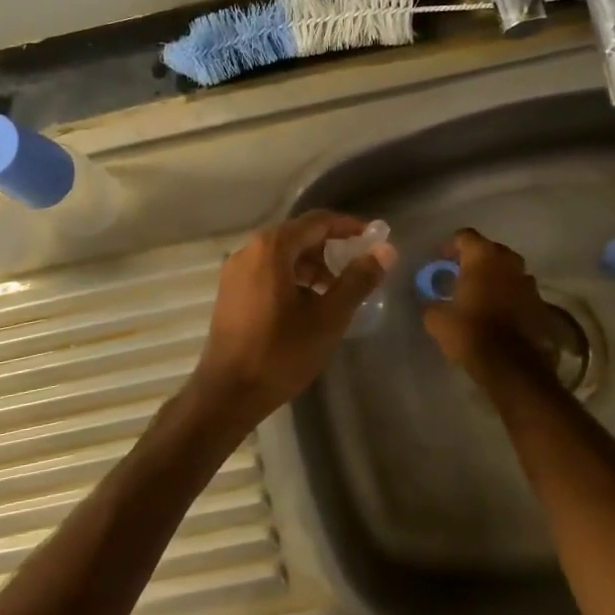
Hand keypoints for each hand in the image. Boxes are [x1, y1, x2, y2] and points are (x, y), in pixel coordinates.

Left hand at [188, 211, 397, 424]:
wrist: (228, 392)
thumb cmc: (281, 353)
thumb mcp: (328, 317)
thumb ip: (358, 280)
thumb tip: (386, 251)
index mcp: (272, 248)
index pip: (318, 221)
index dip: (349, 227)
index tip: (374, 240)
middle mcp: (250, 249)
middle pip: (299, 235)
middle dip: (331, 249)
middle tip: (358, 270)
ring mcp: (235, 270)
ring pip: (283, 255)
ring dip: (312, 266)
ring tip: (336, 292)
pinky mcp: (231, 290)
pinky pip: (268, 271)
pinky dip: (292, 277)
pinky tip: (308, 305)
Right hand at [420, 228, 554, 376]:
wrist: (512, 366)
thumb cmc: (470, 332)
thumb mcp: (436, 319)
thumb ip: (429, 301)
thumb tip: (427, 299)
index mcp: (483, 257)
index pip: (464, 236)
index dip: (450, 246)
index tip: (440, 261)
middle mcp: (510, 261)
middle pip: (489, 250)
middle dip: (474, 261)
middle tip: (459, 277)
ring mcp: (529, 282)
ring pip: (507, 271)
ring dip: (494, 278)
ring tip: (480, 296)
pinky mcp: (541, 304)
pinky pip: (519, 292)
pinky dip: (508, 297)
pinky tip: (497, 314)